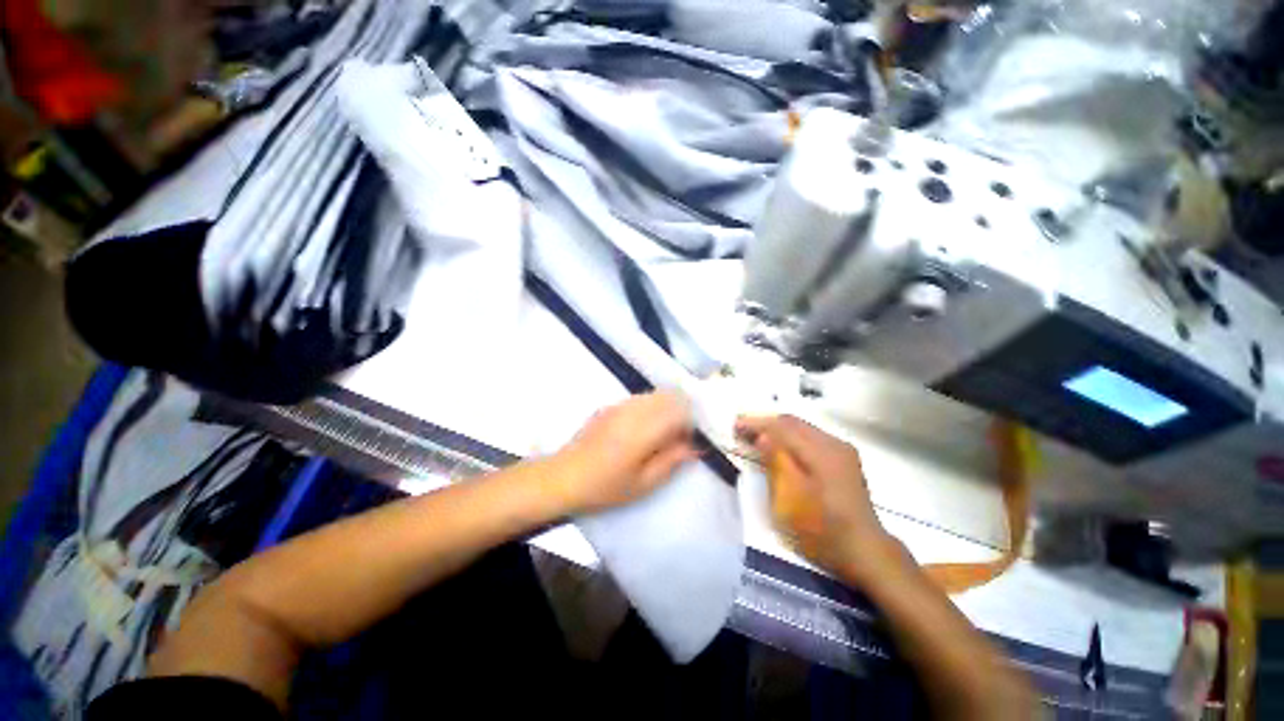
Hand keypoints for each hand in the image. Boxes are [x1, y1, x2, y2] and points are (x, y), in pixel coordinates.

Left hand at [553, 391, 697, 513]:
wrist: (565, 476)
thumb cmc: (605, 486)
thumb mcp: (643, 483)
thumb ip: (671, 461)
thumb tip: (694, 447)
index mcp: (644, 429)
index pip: (680, 411)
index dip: (690, 424)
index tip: (687, 442)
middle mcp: (634, 410)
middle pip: (669, 396)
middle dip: (680, 412)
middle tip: (676, 436)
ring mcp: (620, 404)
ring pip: (654, 394)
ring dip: (665, 407)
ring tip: (660, 433)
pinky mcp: (610, 405)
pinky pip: (639, 398)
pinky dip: (650, 407)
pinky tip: (641, 428)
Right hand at [735, 415, 904, 580]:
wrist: (864, 551)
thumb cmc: (821, 530)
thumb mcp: (790, 501)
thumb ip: (776, 463)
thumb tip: (763, 436)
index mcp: (821, 453)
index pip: (782, 426)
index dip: (756, 422)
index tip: (735, 424)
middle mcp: (833, 443)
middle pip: (793, 421)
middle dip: (765, 422)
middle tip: (742, 428)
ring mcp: (841, 449)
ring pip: (802, 427)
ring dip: (777, 428)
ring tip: (756, 435)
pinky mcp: (844, 458)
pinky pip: (811, 436)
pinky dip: (791, 436)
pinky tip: (780, 445)